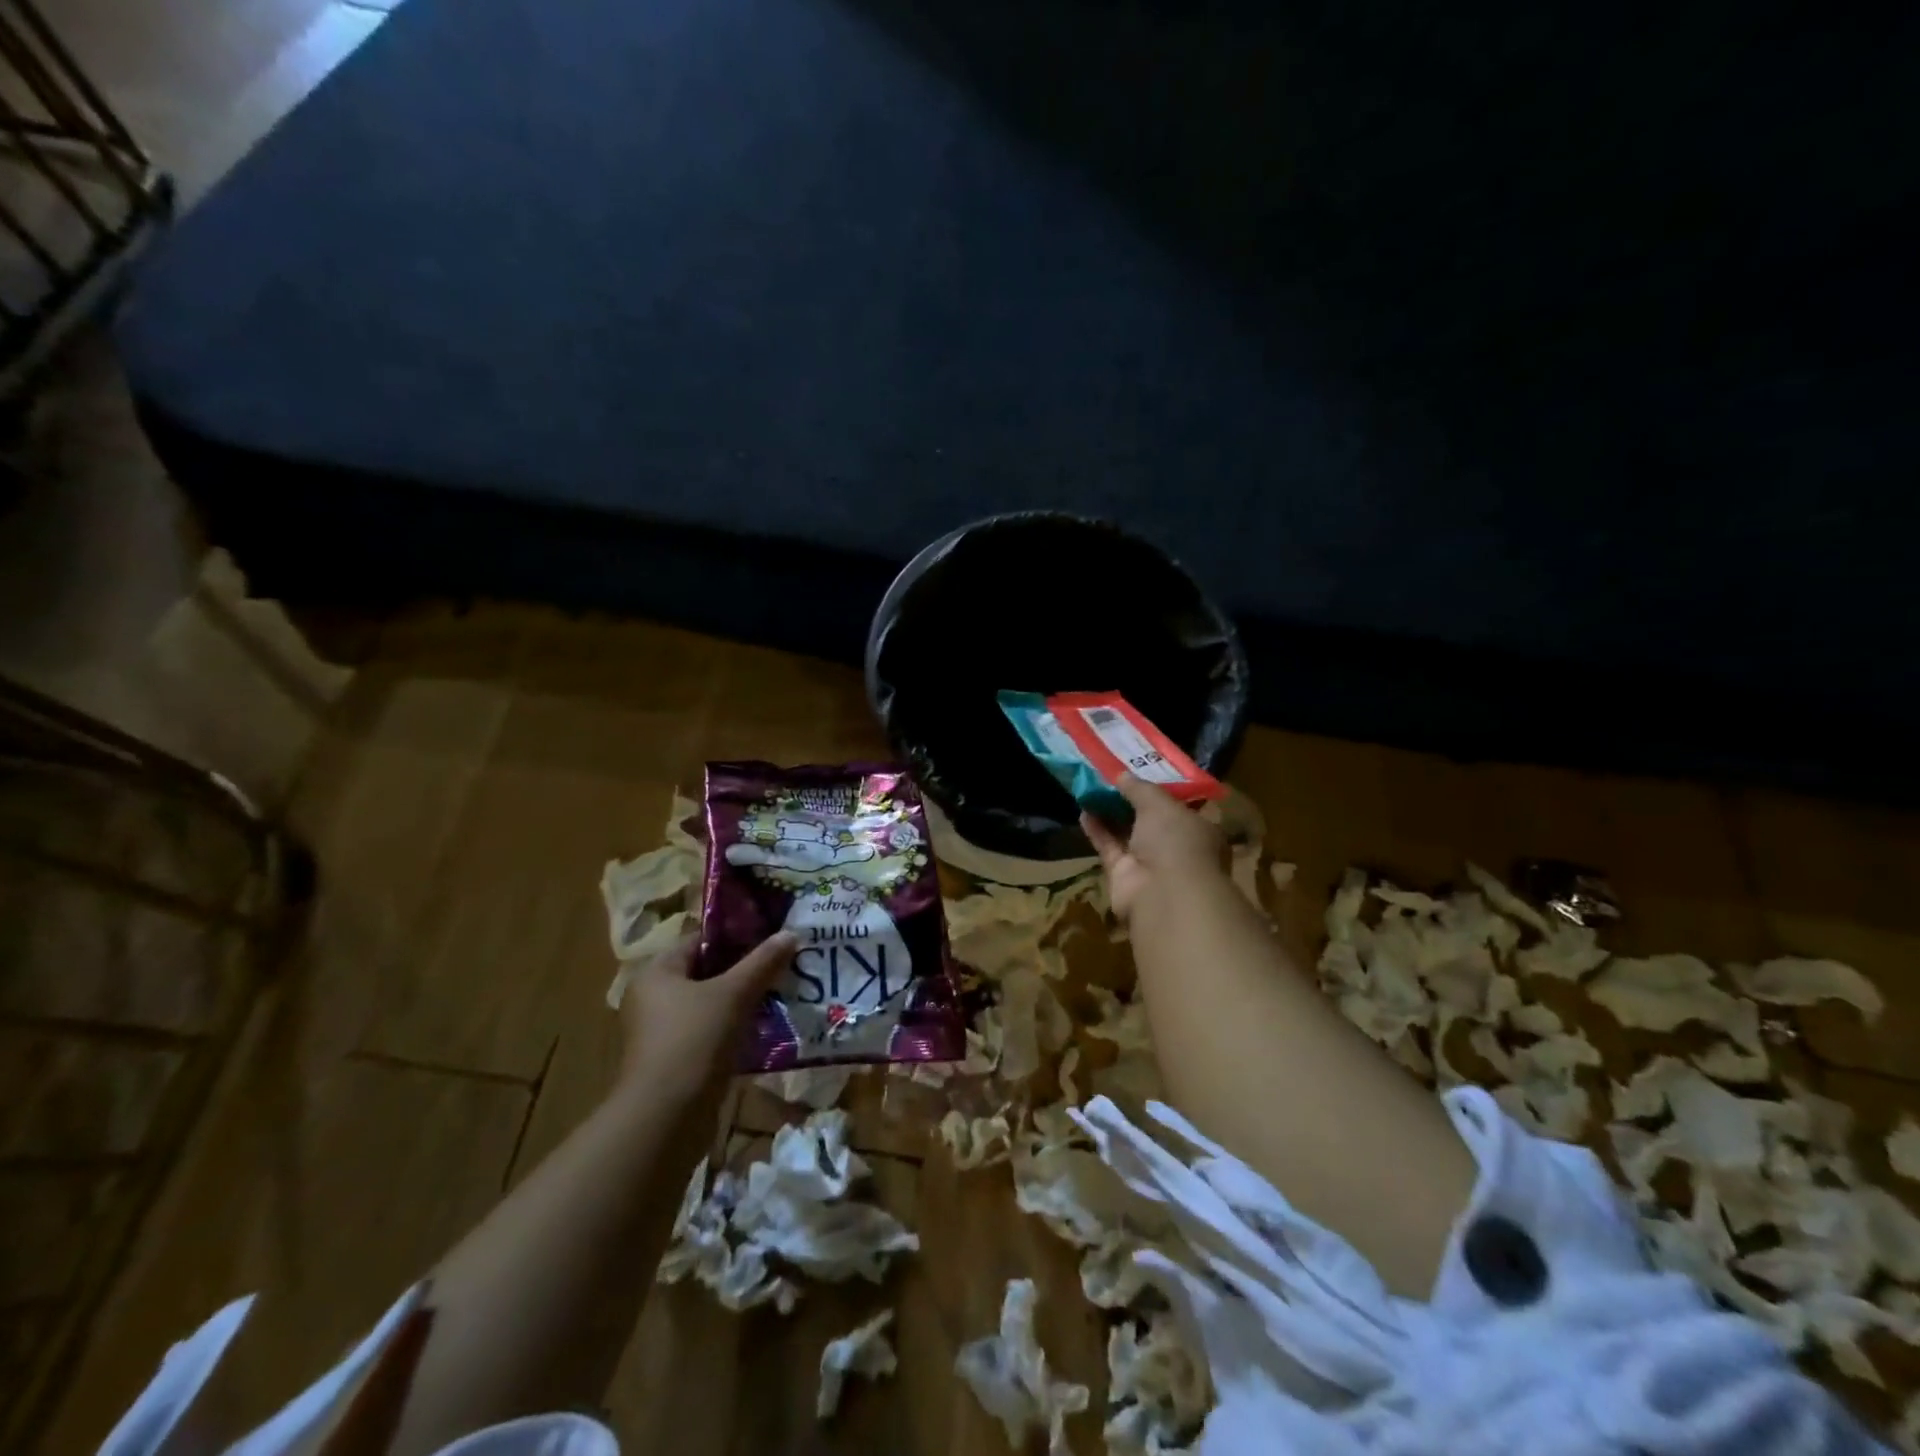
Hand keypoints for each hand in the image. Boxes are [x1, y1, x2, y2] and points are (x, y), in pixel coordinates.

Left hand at [617, 930, 796, 1106]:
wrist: (665, 1119)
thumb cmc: (693, 1041)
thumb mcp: (733, 994)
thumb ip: (762, 962)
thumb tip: (791, 933)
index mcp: (657, 973)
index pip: (700, 941)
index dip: (736, 936)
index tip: (772, 937)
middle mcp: (653, 998)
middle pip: (707, 973)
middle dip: (745, 971)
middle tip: (783, 964)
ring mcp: (662, 1033)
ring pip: (711, 1005)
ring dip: (743, 1002)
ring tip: (782, 994)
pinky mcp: (675, 1061)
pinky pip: (711, 1033)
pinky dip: (735, 1029)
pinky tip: (767, 1029)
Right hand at [1081, 774, 1225, 922]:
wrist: (1164, 895)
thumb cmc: (1176, 841)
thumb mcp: (1159, 803)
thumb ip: (1139, 788)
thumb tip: (1121, 774)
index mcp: (1199, 830)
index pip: (1181, 808)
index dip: (1161, 791)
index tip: (1141, 774)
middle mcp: (1177, 848)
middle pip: (1151, 821)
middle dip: (1131, 802)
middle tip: (1111, 779)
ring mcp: (1151, 865)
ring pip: (1128, 835)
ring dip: (1110, 814)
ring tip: (1091, 790)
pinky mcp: (1125, 877)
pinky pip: (1110, 848)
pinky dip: (1097, 831)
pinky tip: (1083, 811)